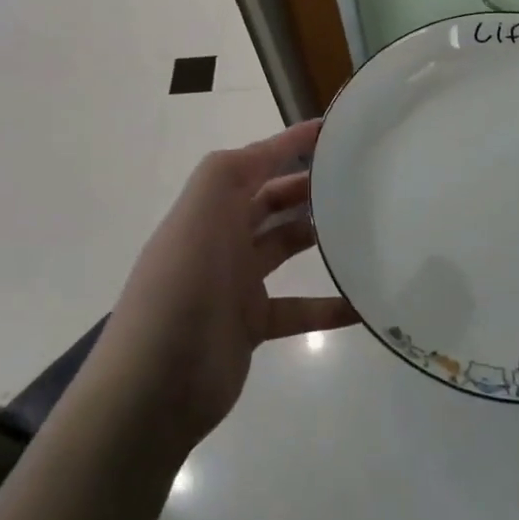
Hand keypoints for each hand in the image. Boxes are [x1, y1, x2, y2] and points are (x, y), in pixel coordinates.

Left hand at [91, 120, 356, 453]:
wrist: (153, 387)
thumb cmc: (182, 288)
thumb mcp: (200, 213)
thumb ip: (230, 171)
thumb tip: (274, 148)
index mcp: (209, 207)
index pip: (256, 161)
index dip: (291, 142)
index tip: (337, 132)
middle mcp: (222, 237)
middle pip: (272, 200)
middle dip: (308, 185)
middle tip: (358, 180)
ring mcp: (236, 282)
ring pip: (285, 247)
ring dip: (319, 236)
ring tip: (364, 228)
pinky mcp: (250, 324)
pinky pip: (297, 307)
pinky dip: (327, 305)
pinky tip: (362, 304)